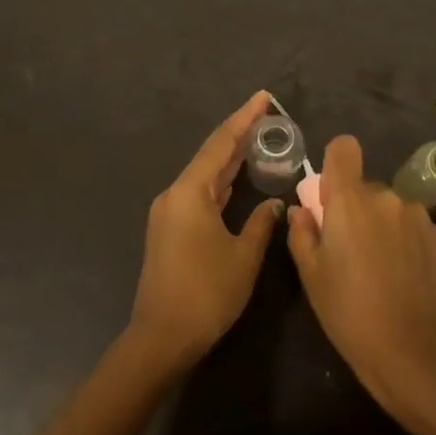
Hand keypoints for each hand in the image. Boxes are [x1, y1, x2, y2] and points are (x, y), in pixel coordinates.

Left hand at [128, 91, 283, 367]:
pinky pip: (198, 192)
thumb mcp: (243, 257)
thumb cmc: (206, 294)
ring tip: (257, 139)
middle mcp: (175, 194)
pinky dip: (219, 181)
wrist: (161, 337)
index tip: (264, 97)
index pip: (221, 144)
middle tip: (267, 115)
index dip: (244, 119)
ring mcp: (168, 212)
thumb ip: (261, 223)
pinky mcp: (169, 229)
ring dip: (229, 158)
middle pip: (210, 155)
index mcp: (190, 192)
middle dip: (238, 134)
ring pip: (203, 174)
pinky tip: (235, 179)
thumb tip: (274, 203)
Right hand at [287, 134, 435, 417]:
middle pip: (366, 186)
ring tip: (380, 267)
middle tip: (350, 249)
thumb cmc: (349, 312)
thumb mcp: (311, 276)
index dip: (335, 163)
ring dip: (383, 224)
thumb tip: (302, 210)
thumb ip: (302, 233)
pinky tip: (405, 276)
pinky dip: (406, 241)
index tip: (330, 194)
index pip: (344, 148)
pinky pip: (414, 226)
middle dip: (356, 207)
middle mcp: (387, 197)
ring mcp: (418, 216)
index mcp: (350, 200)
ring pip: (392, 207)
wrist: (412, 352)